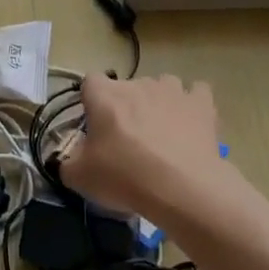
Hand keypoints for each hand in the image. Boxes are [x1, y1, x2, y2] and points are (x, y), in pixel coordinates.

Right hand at [58, 73, 228, 217]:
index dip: (91, 101)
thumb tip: (67, 160)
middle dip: (125, 106)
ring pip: (161, 85)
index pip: (90, 81)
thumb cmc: (124, 177)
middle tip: (126, 139)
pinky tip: (189, 123)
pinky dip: (191, 104)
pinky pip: (195, 93)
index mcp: (104, 96)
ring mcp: (172, 90)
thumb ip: (66, 163)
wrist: (181, 188)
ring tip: (161, 131)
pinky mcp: (201, 103)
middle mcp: (137, 84)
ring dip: (158, 102)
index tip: (94, 124)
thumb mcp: (79, 177)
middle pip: (126, 87)